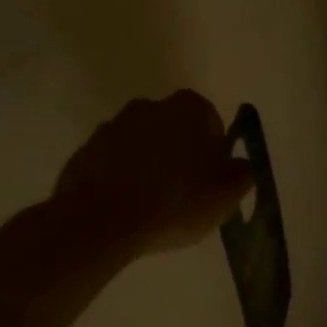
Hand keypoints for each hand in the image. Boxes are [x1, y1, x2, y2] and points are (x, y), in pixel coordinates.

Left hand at [49, 90, 253, 257]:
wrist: (101, 221)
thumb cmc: (175, 201)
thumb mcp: (226, 194)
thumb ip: (241, 174)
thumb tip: (240, 166)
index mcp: (190, 107)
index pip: (211, 123)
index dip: (213, 153)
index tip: (209, 181)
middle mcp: (151, 105)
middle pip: (174, 129)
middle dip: (179, 153)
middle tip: (183, 193)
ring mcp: (113, 126)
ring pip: (141, 144)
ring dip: (147, 165)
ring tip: (151, 205)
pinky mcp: (85, 151)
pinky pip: (112, 163)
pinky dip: (119, 178)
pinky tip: (124, 208)